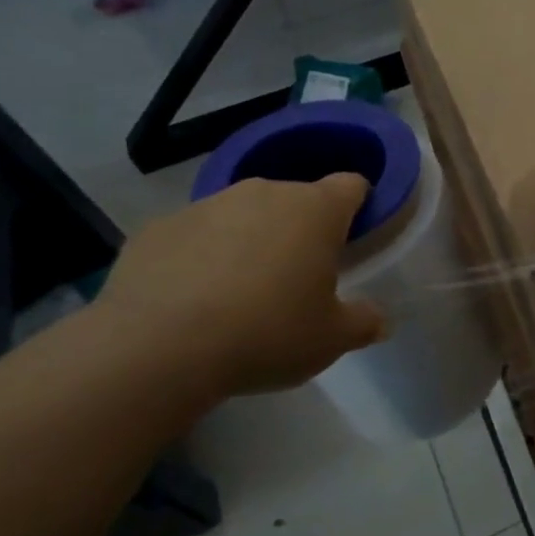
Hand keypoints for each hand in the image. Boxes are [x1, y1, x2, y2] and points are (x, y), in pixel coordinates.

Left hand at [96, 174, 385, 397]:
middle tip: (300, 277)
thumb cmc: (268, 333)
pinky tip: (194, 300)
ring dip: (251, 240)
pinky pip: (195, 236)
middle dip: (302, 229)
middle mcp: (263, 193)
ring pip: (243, 215)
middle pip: (296, 199)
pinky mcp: (156, 228)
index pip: (351, 185)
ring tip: (243, 292)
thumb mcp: (333, 339)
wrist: (156, 350)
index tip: (354, 238)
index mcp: (316, 210)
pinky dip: (202, 257)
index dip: (358, 206)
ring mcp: (205, 206)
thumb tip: (379, 320)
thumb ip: (364, 322)